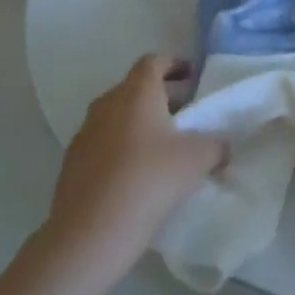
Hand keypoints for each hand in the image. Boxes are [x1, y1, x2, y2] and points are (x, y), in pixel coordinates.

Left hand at [43, 55, 226, 271]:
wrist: (91, 232)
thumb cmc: (151, 179)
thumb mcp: (199, 158)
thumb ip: (217, 145)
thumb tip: (223, 148)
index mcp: (137, 93)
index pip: (153, 61)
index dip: (174, 64)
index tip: (192, 76)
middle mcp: (107, 105)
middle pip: (134, 88)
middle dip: (161, 96)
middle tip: (185, 113)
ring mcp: (85, 134)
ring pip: (117, 116)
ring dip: (139, 123)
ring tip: (163, 146)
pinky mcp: (72, 164)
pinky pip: (103, 143)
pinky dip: (122, 147)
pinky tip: (138, 173)